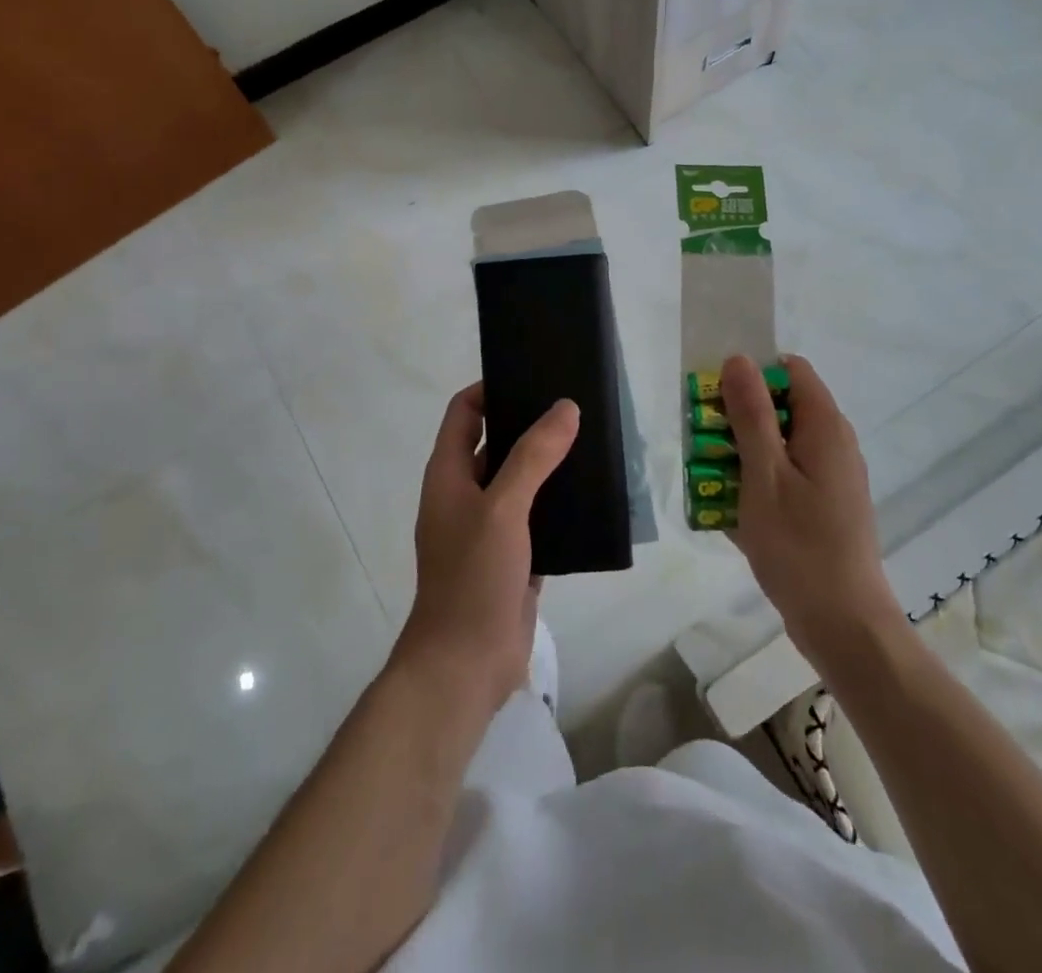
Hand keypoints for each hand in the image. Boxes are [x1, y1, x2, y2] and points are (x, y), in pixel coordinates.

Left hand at [393, 384, 579, 712]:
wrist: (465, 666)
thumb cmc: (473, 577)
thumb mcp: (502, 508)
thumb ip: (533, 456)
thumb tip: (565, 408)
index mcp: (448, 474)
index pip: (464, 412)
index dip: (490, 389)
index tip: (531, 375)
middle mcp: (465, 494)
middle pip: (495, 443)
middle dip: (529, 424)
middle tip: (574, 406)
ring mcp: (489, 528)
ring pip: (521, 481)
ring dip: (548, 464)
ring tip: (592, 442)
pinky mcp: (514, 557)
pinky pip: (538, 517)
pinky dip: (559, 504)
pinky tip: (593, 495)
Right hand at [722, 354, 901, 667]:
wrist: (843, 625)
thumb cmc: (799, 545)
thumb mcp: (764, 474)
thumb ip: (751, 414)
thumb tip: (739, 359)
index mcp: (825, 426)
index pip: (790, 370)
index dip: (752, 374)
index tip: (716, 398)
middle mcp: (832, 444)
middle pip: (781, 407)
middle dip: (738, 418)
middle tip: (703, 443)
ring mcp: (829, 478)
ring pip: (778, 444)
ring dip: (741, 454)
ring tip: (708, 480)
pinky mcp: (823, 507)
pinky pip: (784, 477)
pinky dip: (756, 483)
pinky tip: (730, 511)